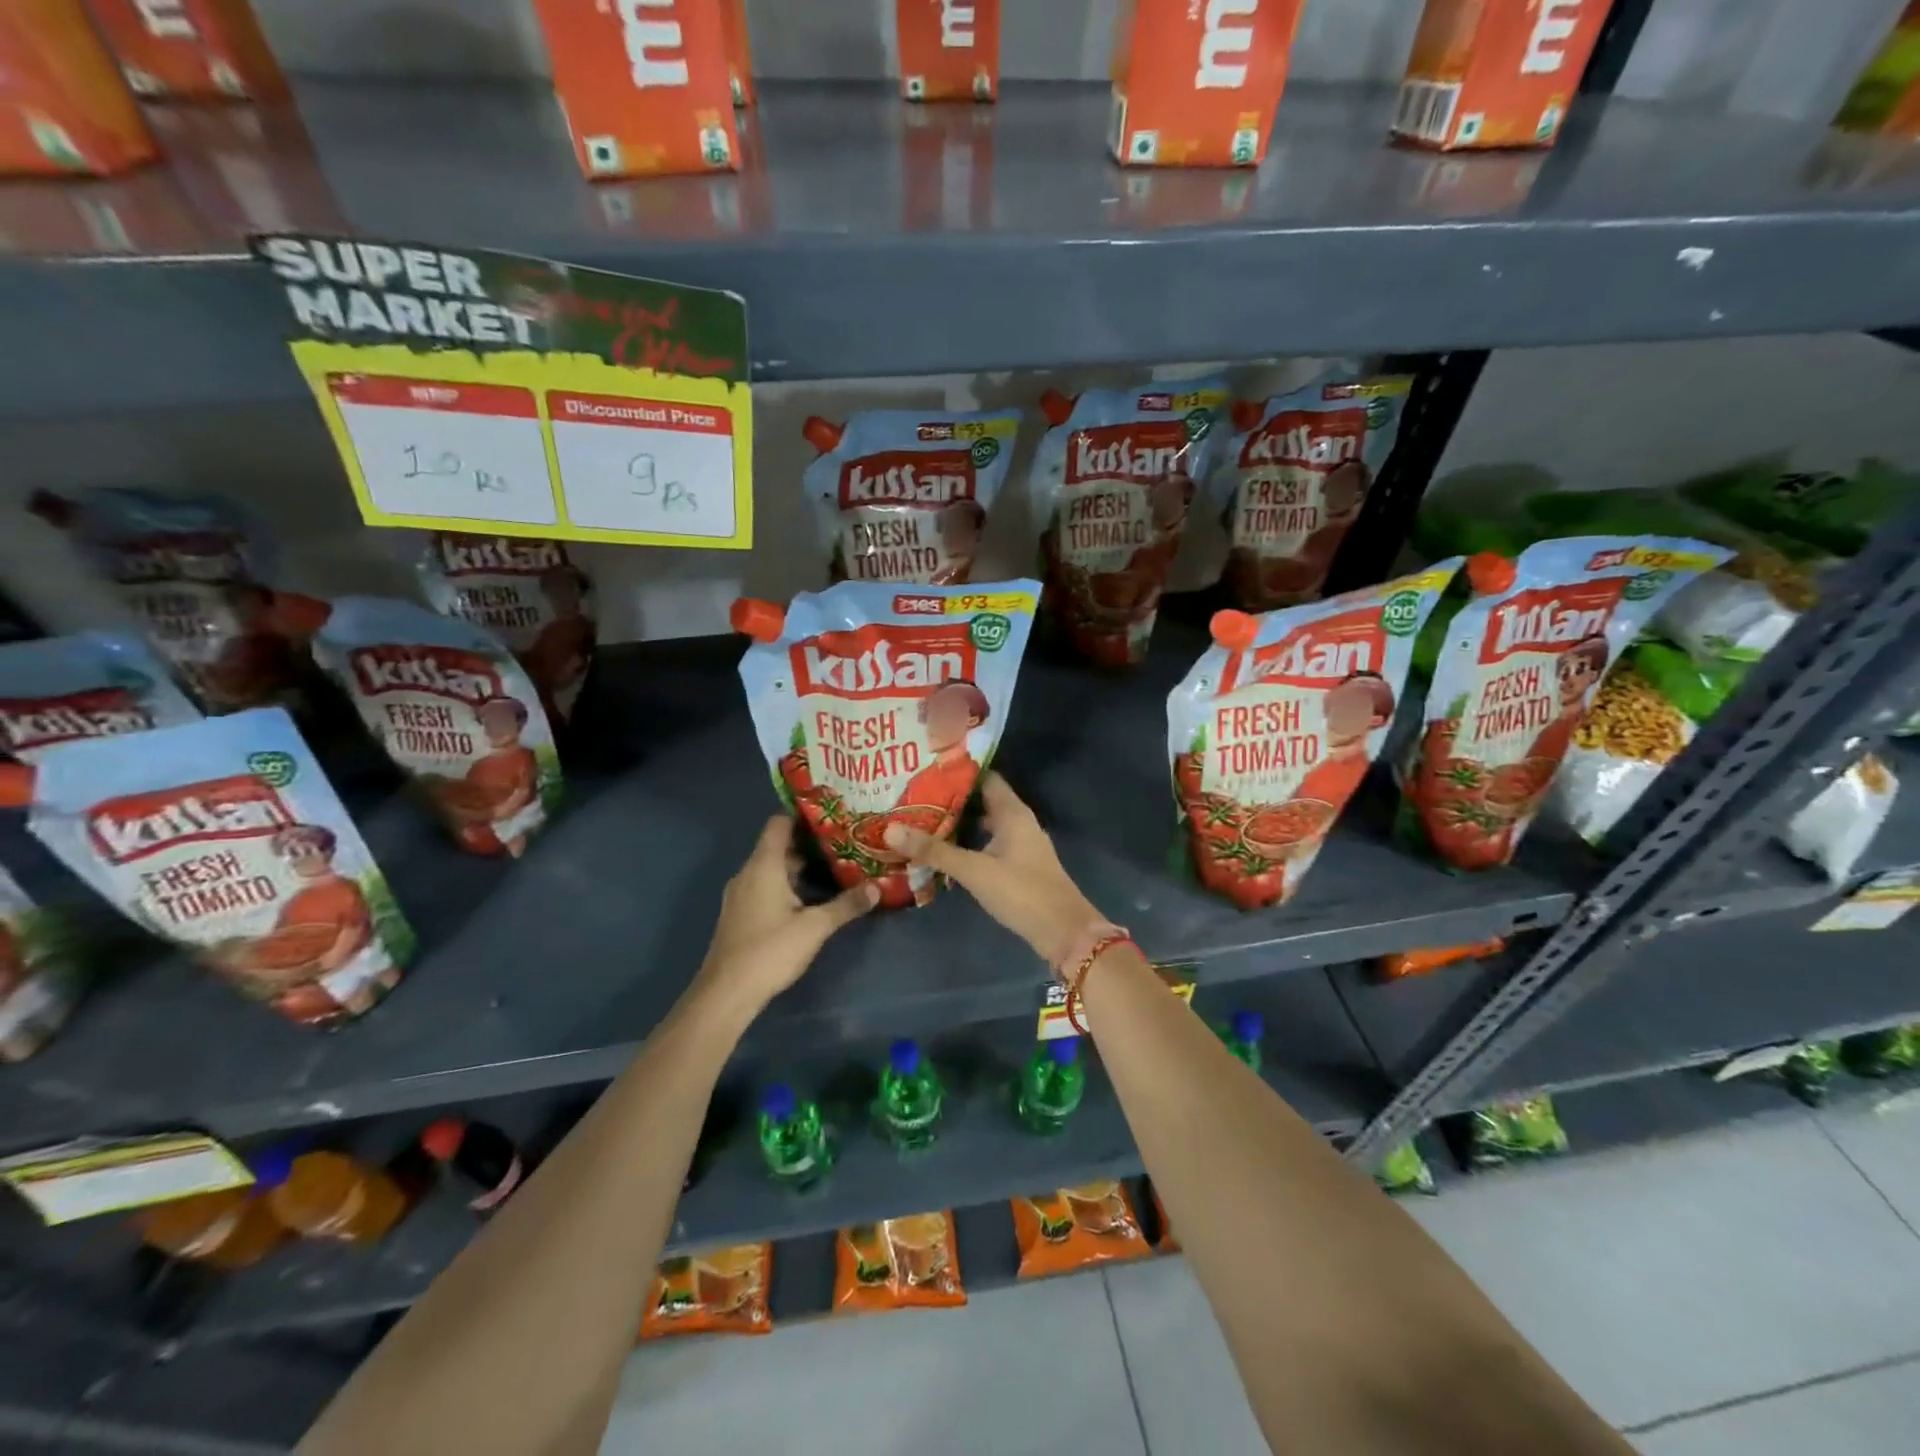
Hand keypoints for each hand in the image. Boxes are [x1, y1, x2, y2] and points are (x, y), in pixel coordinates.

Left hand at [693, 816, 877, 1011]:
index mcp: (763, 866)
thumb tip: (876, 887)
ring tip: (832, 867)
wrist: (726, 993)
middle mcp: (748, 873)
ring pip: (771, 868)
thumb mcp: (815, 927)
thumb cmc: (770, 951)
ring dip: (798, 867)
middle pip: (777, 846)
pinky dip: (786, 884)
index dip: (803, 816)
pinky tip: (809, 898)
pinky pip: (764, 886)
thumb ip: (846, 905)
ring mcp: (741, 894)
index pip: (778, 823)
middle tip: (842, 843)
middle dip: (808, 843)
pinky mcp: (740, 914)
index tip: (831, 816)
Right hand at [884, 772, 1101, 966]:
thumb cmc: (1021, 892)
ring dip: (958, 821)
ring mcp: (1019, 845)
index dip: (958, 770)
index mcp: (1012, 812)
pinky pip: (987, 844)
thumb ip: (934, 850)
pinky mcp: (1017, 866)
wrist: (1063, 932)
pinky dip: (967, 842)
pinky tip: (943, 850)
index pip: (984, 777)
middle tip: (913, 793)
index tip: (925, 766)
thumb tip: (890, 829)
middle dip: (951, 797)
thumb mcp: (974, 870)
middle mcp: (1018, 822)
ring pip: (984, 824)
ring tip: (921, 818)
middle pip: (982, 800)